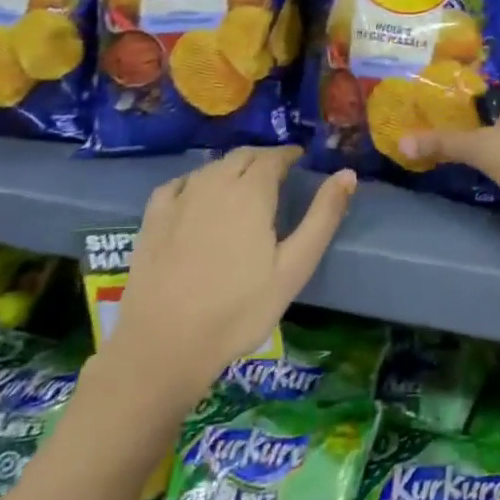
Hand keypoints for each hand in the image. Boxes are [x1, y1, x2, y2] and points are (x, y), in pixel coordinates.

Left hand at [99, 147, 356, 404]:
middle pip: (242, 157)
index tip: (300, 160)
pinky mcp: (152, 218)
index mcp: (251, 192)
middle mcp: (214, 184)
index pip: (273, 157)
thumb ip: (322, 217)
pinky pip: (179, 183)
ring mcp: (179, 200)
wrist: (164, 345)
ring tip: (244, 185)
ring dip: (232, 168)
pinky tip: (198, 195)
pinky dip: (197, 180)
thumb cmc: (239, 310)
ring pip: (211, 167)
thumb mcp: (294, 268)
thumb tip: (347, 174)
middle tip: (278, 172)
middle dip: (263, 158)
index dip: (289, 155)